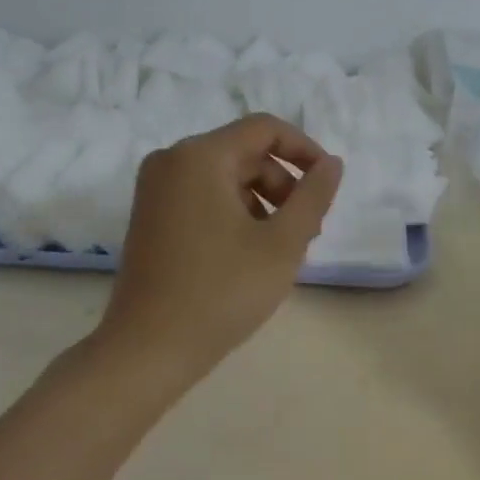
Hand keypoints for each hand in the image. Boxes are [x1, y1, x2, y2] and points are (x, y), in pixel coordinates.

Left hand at [98, 115, 342, 371]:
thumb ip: (313, 195)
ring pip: (226, 177)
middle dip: (284, 184)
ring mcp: (156, 189)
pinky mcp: (150, 215)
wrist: (148, 350)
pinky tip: (250, 254)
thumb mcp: (283, 243)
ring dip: (263, 201)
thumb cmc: (222, 292)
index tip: (327, 183)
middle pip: (246, 153)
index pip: (265, 129)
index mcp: (200, 156)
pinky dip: (235, 212)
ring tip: (282, 248)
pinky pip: (204, 196)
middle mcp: (172, 160)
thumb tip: (331, 163)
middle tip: (308, 230)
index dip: (304, 149)